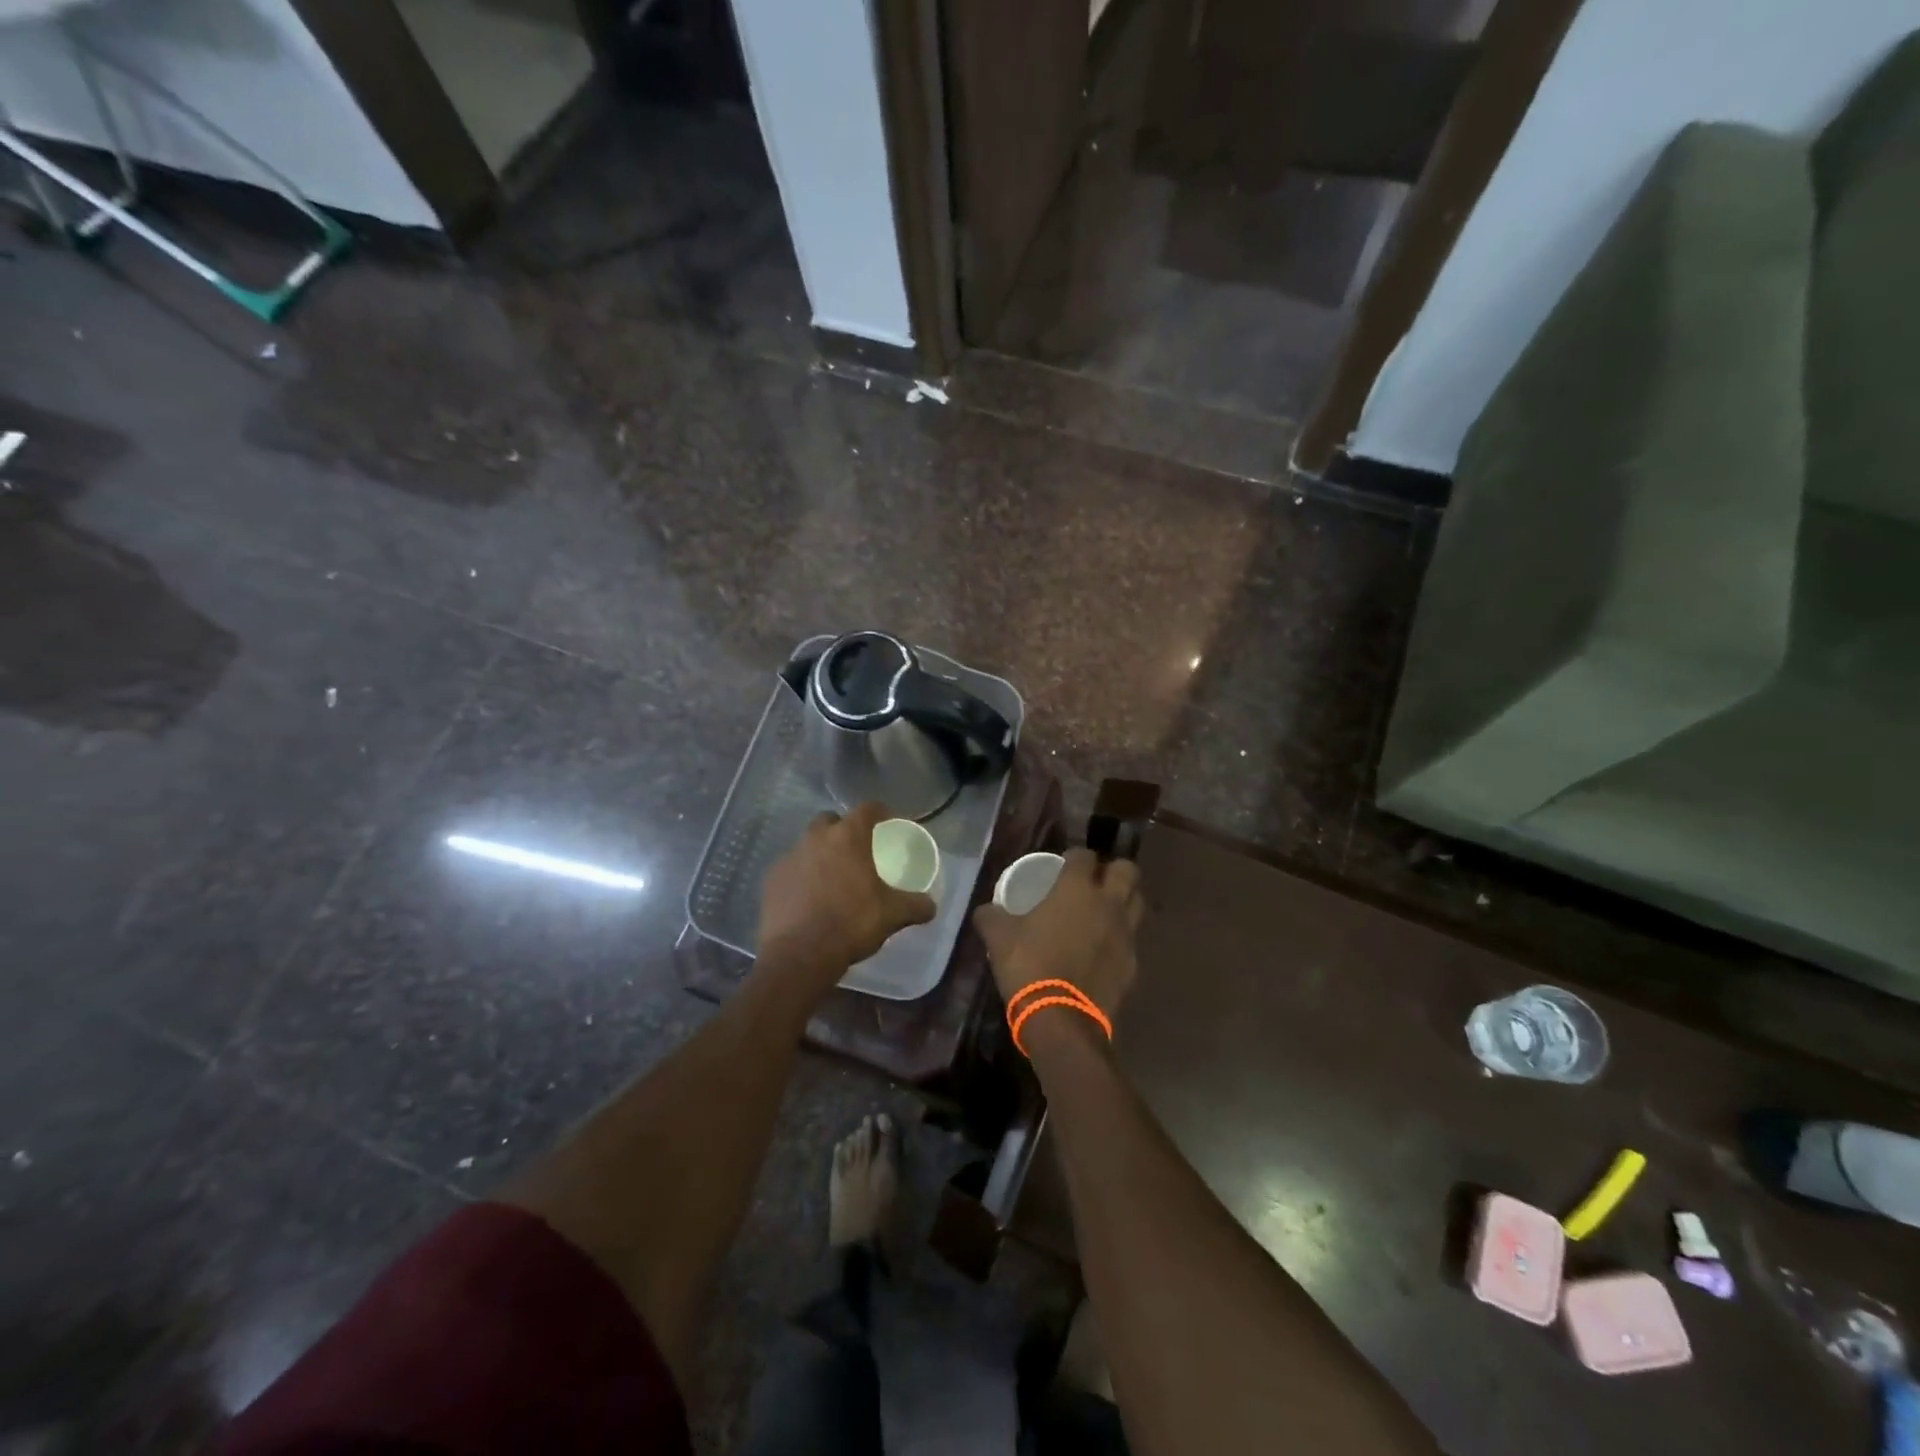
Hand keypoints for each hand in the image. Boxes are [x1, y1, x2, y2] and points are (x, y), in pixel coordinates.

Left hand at [758, 803, 936, 991]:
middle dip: (843, 830)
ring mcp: (789, 857)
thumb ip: (915, 906)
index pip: (867, 809)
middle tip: (856, 851)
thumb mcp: (892, 915)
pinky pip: (790, 868)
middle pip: (831, 820)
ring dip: (820, 853)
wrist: (800, 955)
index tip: (888, 822)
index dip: (880, 812)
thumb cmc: (851, 924)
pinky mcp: (771, 879)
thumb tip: (931, 906)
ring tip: (831, 877)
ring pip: (807, 844)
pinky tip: (808, 897)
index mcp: (848, 837)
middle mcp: (816, 838)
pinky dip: (800, 876)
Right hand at [972, 849, 1140, 1025]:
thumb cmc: (1030, 965)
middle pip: (1127, 870)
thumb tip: (985, 910)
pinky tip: (1103, 948)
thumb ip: (991, 917)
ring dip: (1124, 900)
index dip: (1075, 857)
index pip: (1084, 855)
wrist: (1062, 1018)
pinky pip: (1132, 939)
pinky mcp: (1132, 963)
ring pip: (1137, 902)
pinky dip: (1121, 937)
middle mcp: (1108, 903)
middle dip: (1113, 870)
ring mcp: (1125, 933)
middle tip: (1094, 881)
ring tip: (1104, 910)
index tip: (1064, 865)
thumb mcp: (999, 937)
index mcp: (1077, 888)